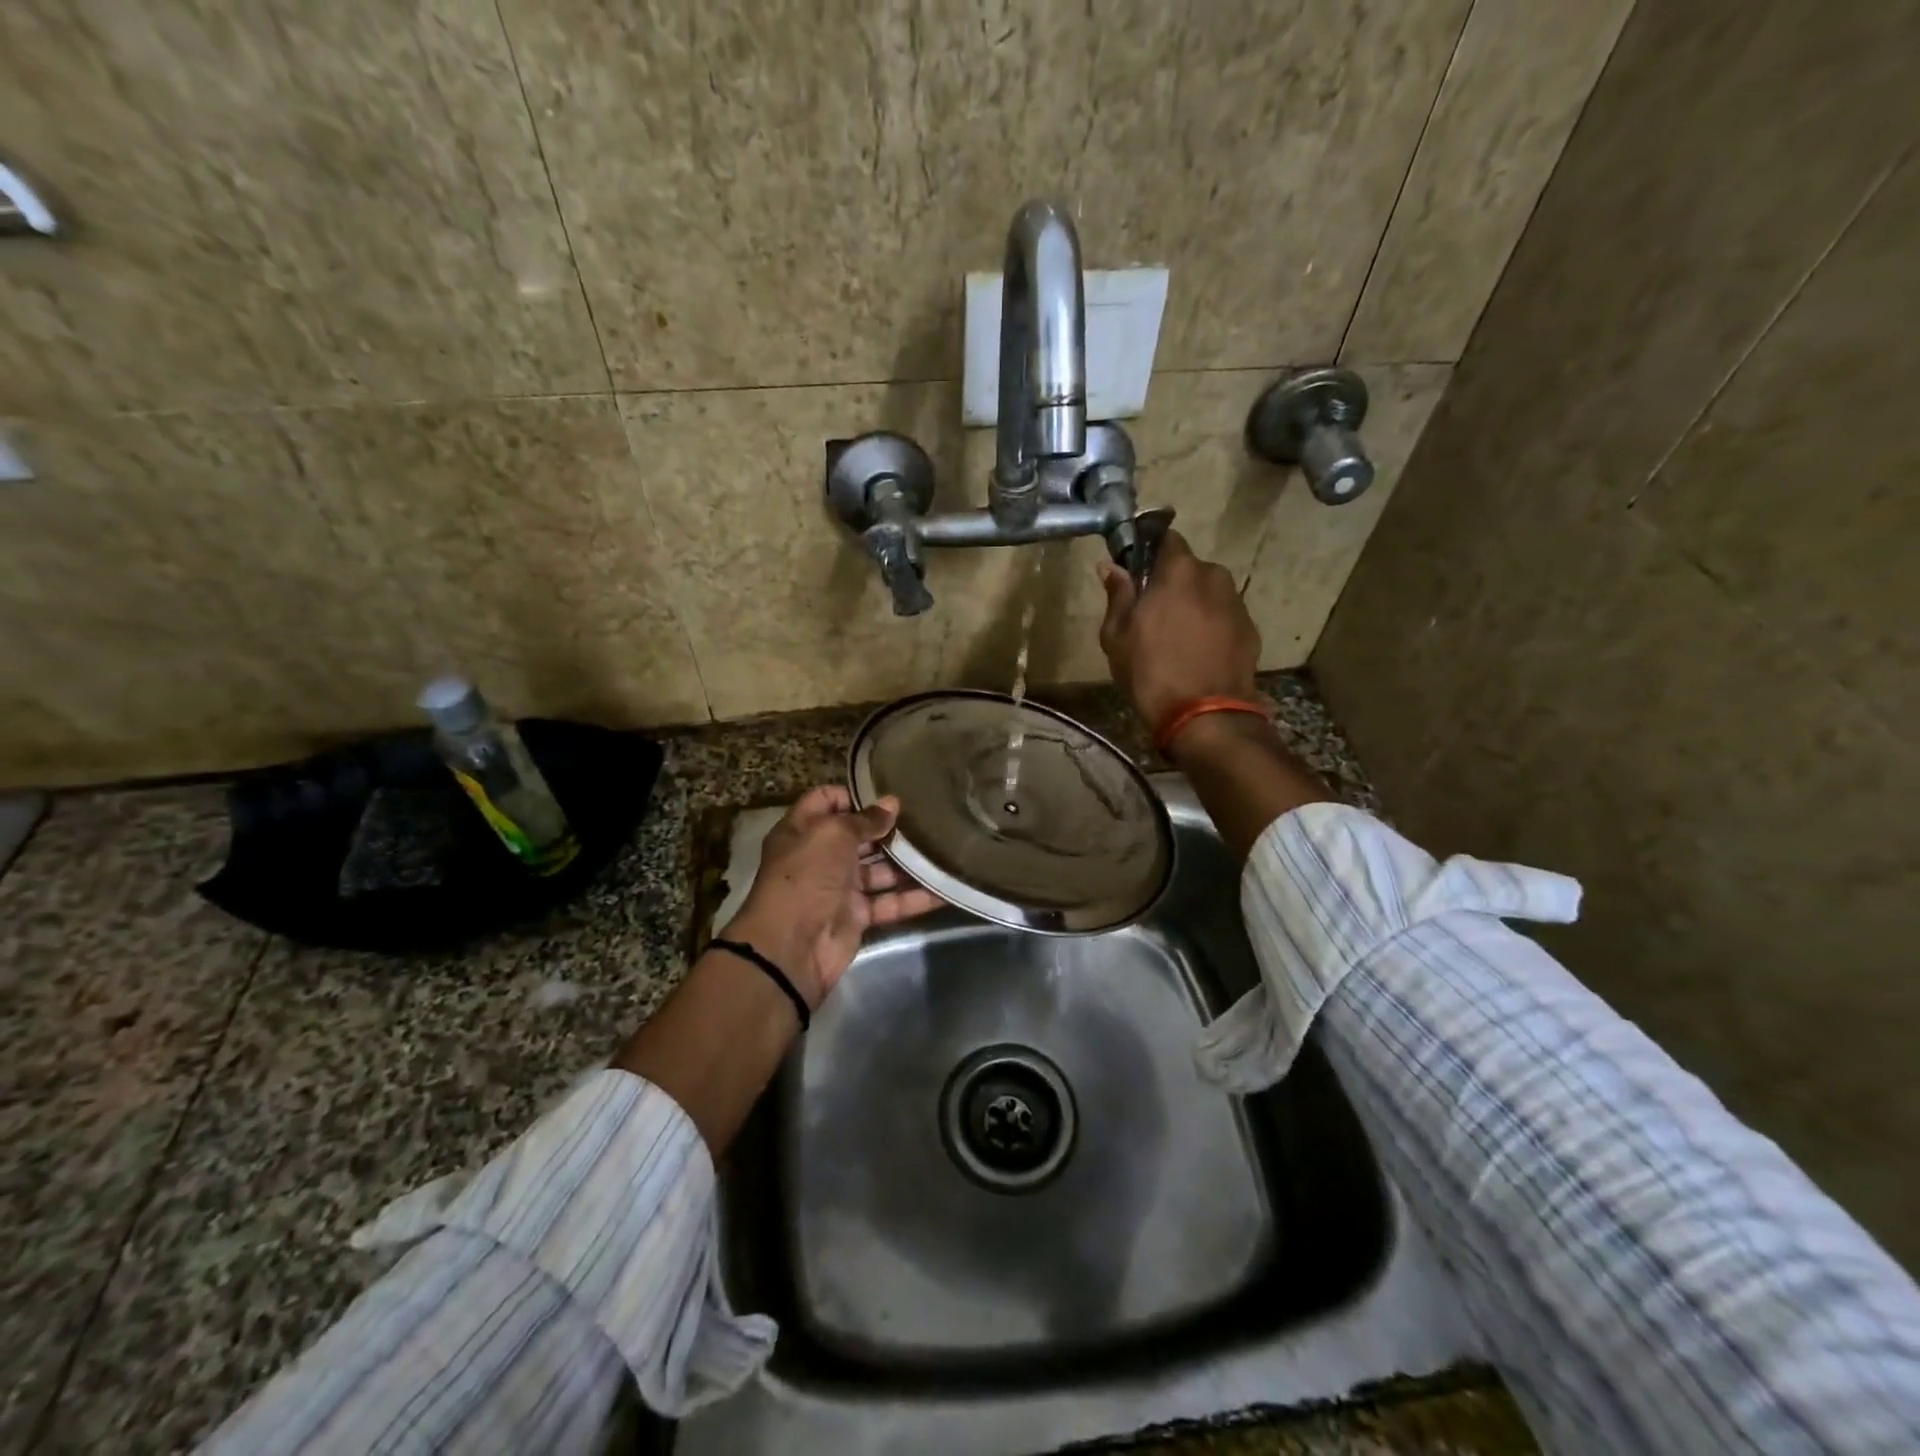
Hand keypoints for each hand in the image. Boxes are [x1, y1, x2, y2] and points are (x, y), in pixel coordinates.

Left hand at [718, 786, 941, 1008]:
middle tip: (927, 820)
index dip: (854, 796)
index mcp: (803, 830)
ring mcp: (839, 888)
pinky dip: (914, 898)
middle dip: (889, 829)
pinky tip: (943, 889)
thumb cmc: (806, 876)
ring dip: (907, 863)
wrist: (791, 947)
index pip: (826, 800)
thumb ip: (865, 819)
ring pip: (879, 870)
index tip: (888, 796)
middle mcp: (820, 856)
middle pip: (858, 836)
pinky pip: (889, 902)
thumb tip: (892, 803)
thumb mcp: (833, 835)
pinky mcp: (856, 916)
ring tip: (943, 849)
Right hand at [1097, 529, 1260, 732]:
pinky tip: (1197, 653)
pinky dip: (1210, 626)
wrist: (1205, 715)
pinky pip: (1223, 616)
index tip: (1137, 573)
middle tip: (1152, 613)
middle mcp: (1214, 576)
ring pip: (1208, 593)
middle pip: (1188, 569)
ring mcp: (1236, 603)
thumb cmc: (1151, 671)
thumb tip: (1110, 566)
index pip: (1166, 538)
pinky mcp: (1250, 629)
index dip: (1150, 551)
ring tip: (1176, 638)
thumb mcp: (1117, 635)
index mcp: (1180, 570)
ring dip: (1193, 605)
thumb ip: (1118, 595)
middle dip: (1172, 583)